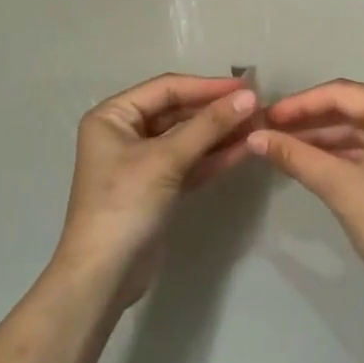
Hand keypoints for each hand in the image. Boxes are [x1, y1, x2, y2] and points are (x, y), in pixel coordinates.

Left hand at [54, 74, 257, 305]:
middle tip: (258, 106)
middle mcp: (124, 132)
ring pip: (186, 138)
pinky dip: (214, 157)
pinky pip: (189, 162)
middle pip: (177, 112)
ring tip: (259, 125)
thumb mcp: (166, 160)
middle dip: (216, 111)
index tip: (247, 86)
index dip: (207, 86)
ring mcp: (141, 161)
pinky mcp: (157, 187)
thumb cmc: (125, 204)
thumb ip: (208, 126)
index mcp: (113, 116)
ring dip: (220, 133)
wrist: (104, 276)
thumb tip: (250, 96)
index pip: (166, 89)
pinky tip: (245, 150)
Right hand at [249, 80, 363, 296]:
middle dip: (309, 119)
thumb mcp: (340, 187)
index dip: (300, 103)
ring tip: (280, 143)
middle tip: (268, 129)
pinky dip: (340, 152)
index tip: (265, 116)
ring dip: (321, 137)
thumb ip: (296, 156)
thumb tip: (254, 137)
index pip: (343, 93)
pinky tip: (308, 158)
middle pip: (352, 107)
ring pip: (359, 128)